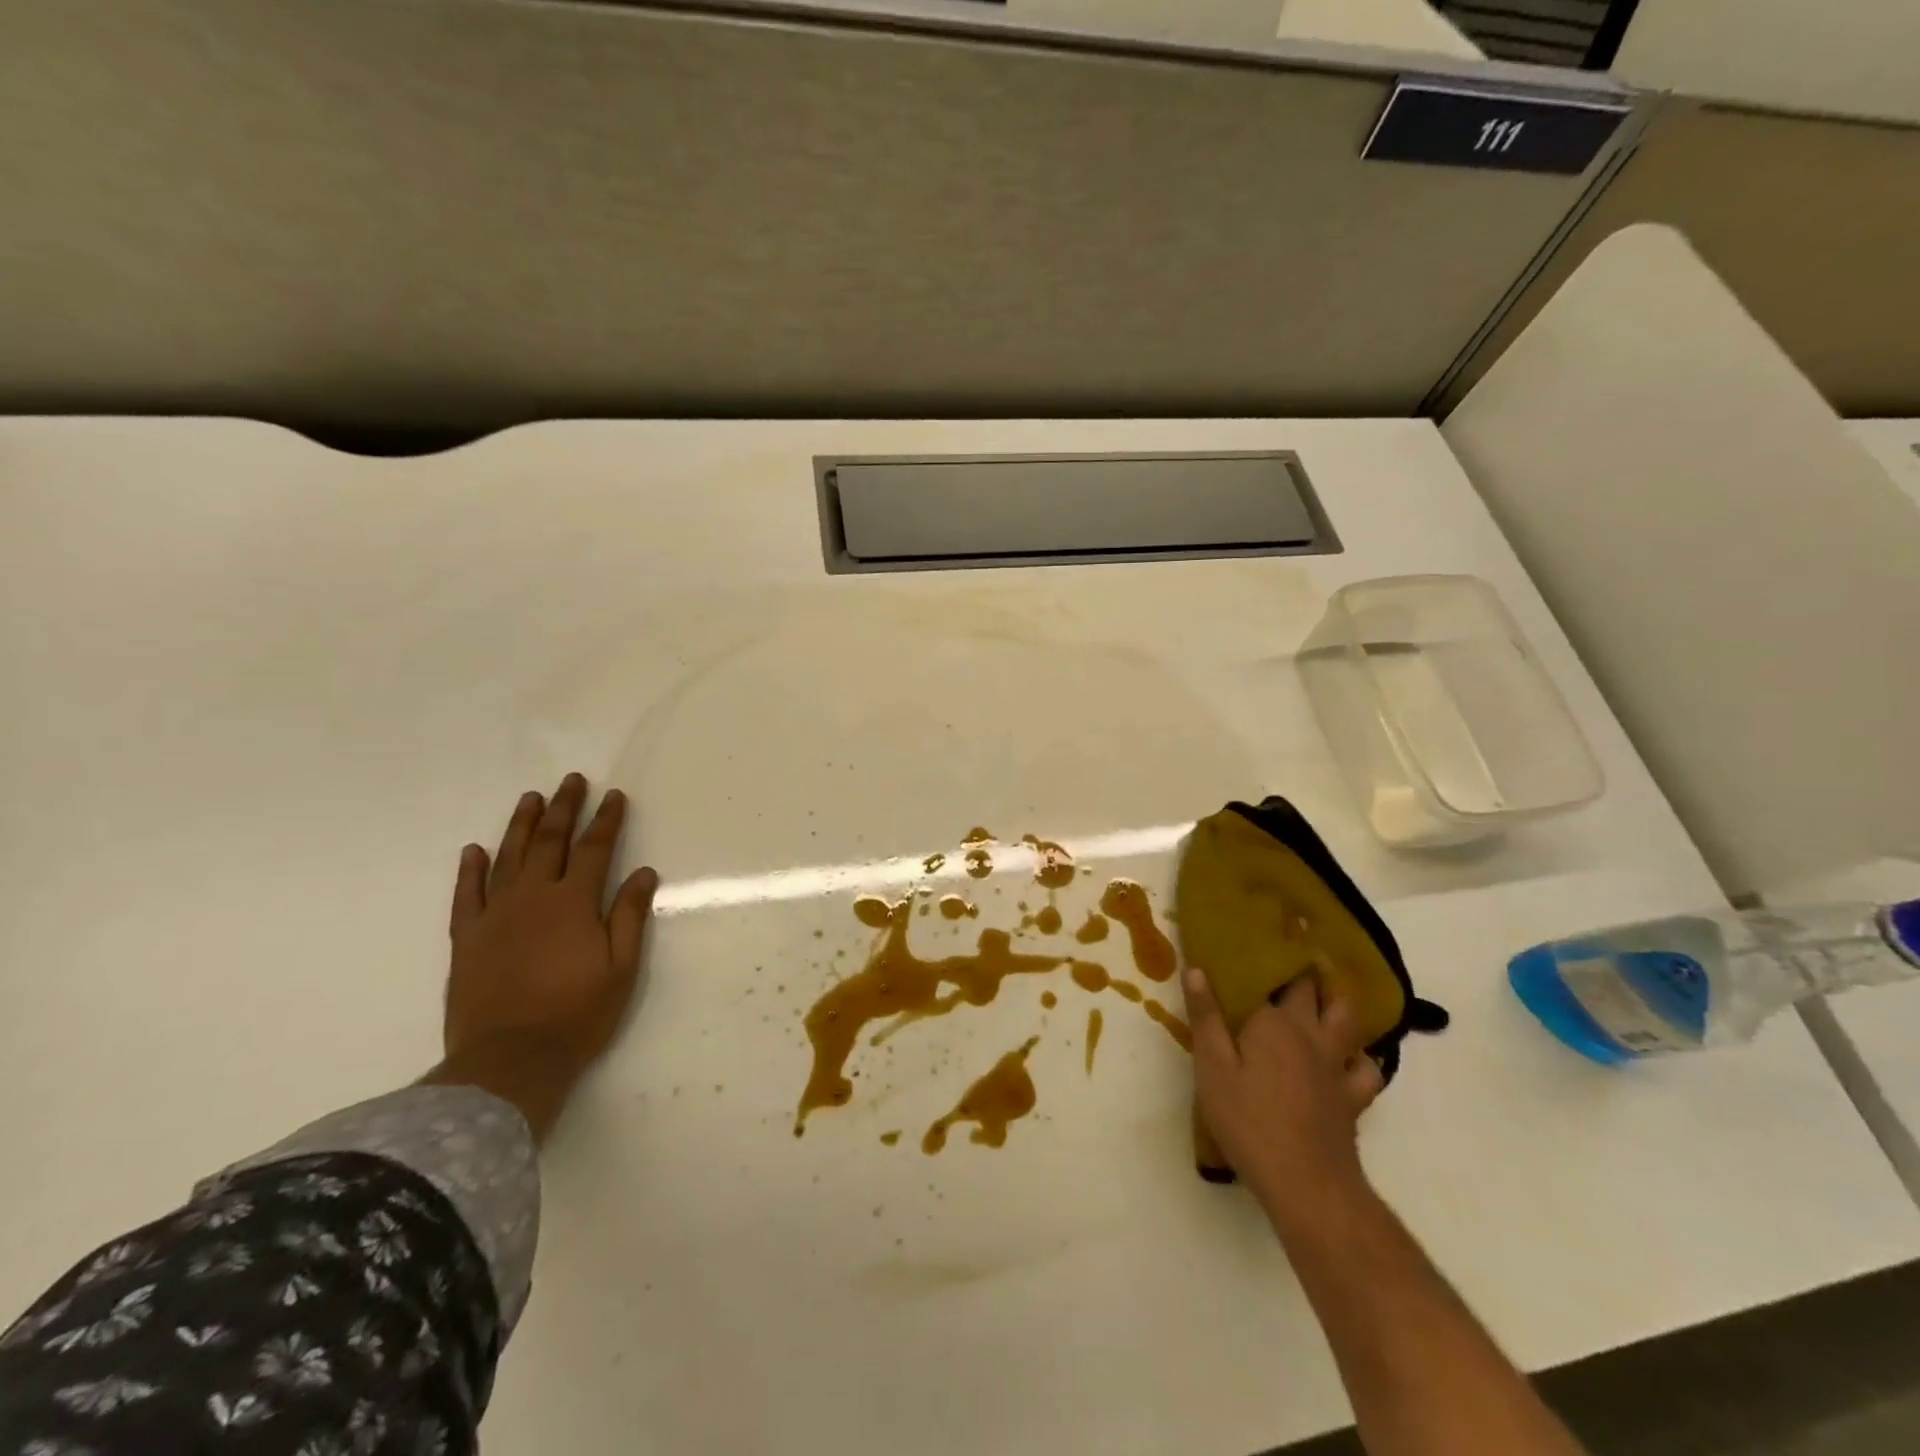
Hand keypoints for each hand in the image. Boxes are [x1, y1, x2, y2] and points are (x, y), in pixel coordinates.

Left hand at [446, 774, 658, 1077]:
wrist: (508, 1061)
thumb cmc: (576, 1015)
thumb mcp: (621, 968)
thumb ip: (629, 916)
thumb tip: (642, 872)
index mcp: (574, 903)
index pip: (595, 849)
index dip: (606, 820)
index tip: (614, 795)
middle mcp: (533, 898)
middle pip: (550, 842)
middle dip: (564, 808)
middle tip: (571, 781)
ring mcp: (495, 916)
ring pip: (508, 858)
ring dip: (521, 825)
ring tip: (530, 798)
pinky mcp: (467, 938)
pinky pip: (467, 894)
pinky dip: (471, 870)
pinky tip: (475, 850)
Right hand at [1183, 965, 1384, 1231]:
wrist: (1306, 1182)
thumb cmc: (1248, 1120)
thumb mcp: (1212, 1067)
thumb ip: (1206, 1017)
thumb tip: (1197, 968)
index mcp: (1274, 1022)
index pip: (1273, 977)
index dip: (1268, 957)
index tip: (1261, 939)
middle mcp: (1311, 1033)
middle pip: (1315, 990)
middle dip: (1305, 970)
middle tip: (1293, 956)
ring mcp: (1337, 1064)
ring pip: (1348, 1018)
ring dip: (1338, 1000)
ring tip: (1326, 992)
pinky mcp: (1353, 1096)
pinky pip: (1367, 1066)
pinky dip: (1361, 1055)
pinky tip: (1350, 1057)